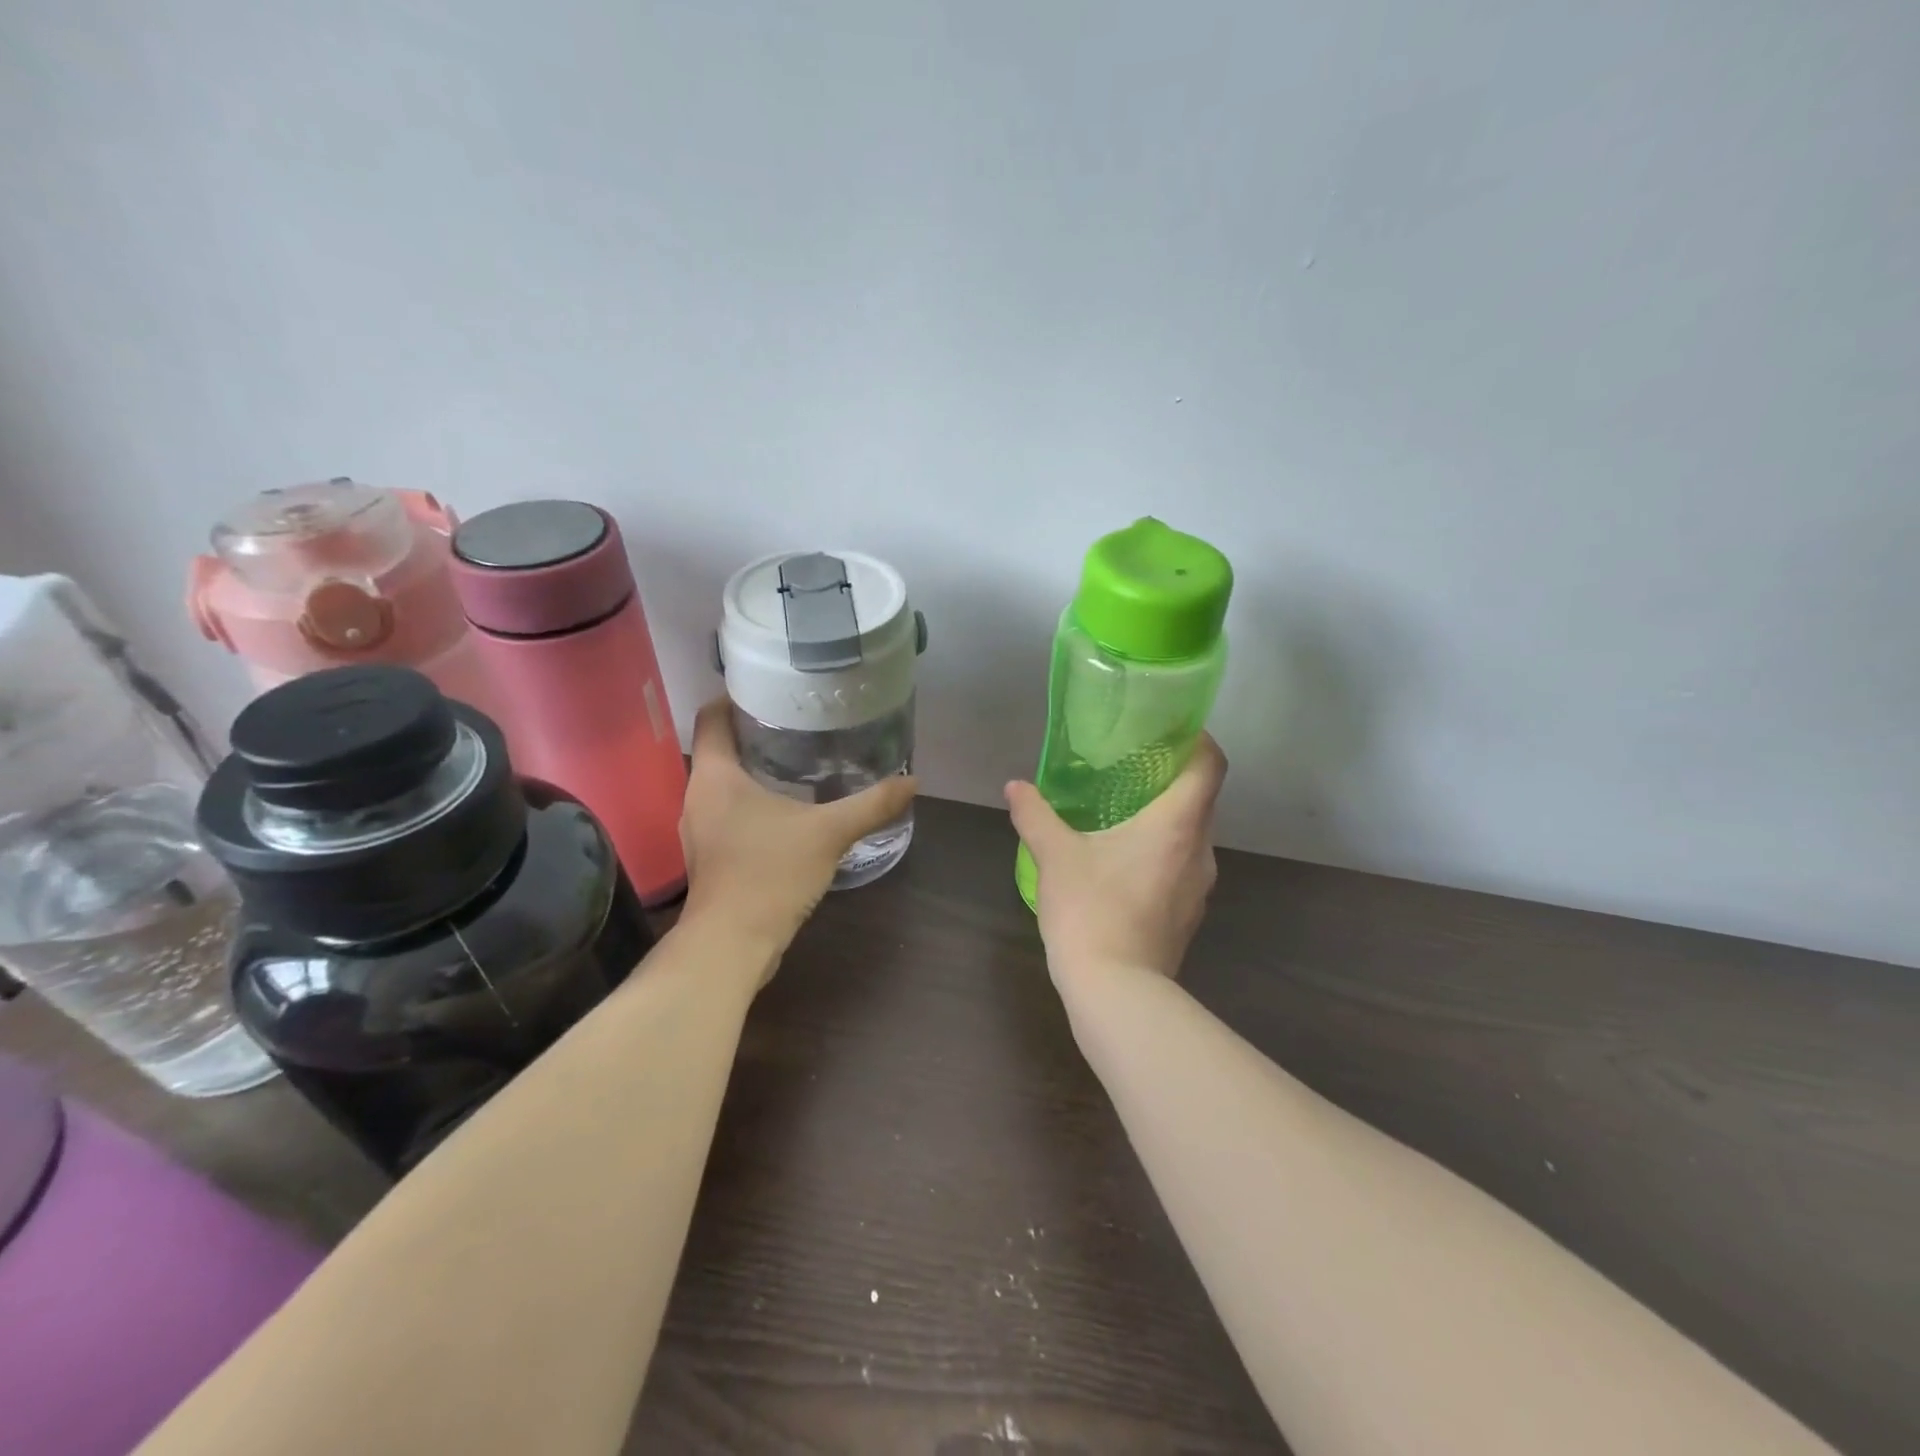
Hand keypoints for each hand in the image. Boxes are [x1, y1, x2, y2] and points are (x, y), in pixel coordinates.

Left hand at [679, 698, 917, 974]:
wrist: (732, 944)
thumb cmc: (770, 873)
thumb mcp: (829, 832)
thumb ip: (871, 804)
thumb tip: (913, 781)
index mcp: (714, 776)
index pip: (712, 716)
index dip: (736, 696)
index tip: (772, 689)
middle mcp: (697, 796)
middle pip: (720, 748)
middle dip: (756, 733)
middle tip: (800, 721)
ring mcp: (700, 829)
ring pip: (725, 783)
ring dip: (755, 770)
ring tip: (799, 759)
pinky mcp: (711, 855)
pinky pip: (729, 812)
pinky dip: (753, 802)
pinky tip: (788, 809)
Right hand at [1005, 735, 1227, 985]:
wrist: (1116, 992)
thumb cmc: (1091, 910)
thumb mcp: (1055, 856)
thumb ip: (1035, 814)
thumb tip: (1015, 786)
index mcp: (1177, 824)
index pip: (1210, 765)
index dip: (1197, 740)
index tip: (1169, 730)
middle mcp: (1200, 850)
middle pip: (1201, 799)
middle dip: (1171, 778)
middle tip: (1130, 765)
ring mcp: (1198, 887)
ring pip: (1191, 835)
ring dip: (1165, 818)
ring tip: (1123, 811)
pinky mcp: (1187, 915)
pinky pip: (1181, 866)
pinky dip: (1161, 851)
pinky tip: (1122, 860)